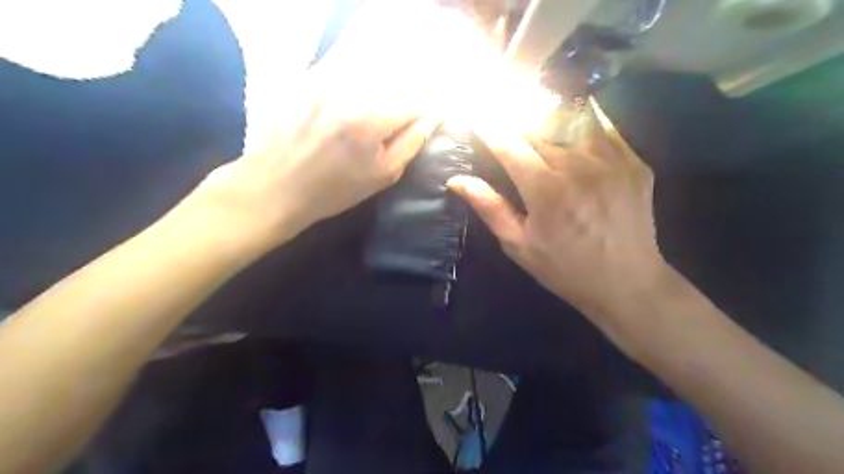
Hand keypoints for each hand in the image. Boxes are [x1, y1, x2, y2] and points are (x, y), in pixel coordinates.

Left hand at [183, 0, 448, 255]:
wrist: (274, 186)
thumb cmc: (333, 190)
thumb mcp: (382, 175)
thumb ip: (412, 141)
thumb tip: (433, 115)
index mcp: (372, 118)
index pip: (417, 97)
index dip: (429, 105)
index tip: (432, 114)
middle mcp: (350, 88)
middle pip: (396, 75)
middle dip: (409, 90)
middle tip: (407, 112)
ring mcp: (325, 77)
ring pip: (371, 64)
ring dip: (387, 77)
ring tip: (382, 104)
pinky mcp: (306, 75)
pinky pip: (343, 61)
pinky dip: (359, 70)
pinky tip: (361, 90)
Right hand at [449, 99, 666, 322]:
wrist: (627, 283)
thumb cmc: (565, 268)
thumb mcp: (519, 245)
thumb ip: (490, 207)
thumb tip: (456, 180)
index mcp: (545, 190)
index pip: (508, 143)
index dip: (488, 124)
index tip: (474, 112)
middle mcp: (578, 166)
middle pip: (538, 127)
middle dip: (515, 117)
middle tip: (500, 107)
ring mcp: (611, 160)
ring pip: (571, 120)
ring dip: (547, 111)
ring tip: (533, 105)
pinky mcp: (635, 162)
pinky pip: (604, 128)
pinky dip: (582, 118)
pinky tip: (570, 116)